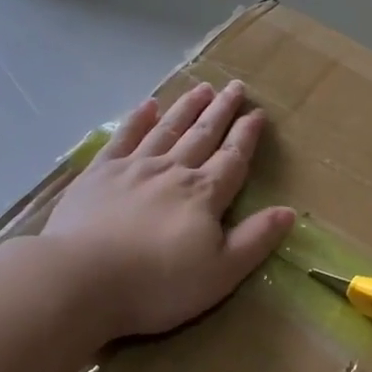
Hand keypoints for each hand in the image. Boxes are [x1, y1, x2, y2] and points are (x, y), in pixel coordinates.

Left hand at [41, 80, 294, 338]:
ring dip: (186, 108)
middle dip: (221, 111)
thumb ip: (255, 239)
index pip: (233, 158)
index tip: (257, 113)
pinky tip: (148, 105)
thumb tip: (289, 211)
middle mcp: (172, 171)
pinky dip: (138, 120)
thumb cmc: (157, 284)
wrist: (82, 280)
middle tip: (235, 86)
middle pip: (203, 135)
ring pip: (167, 129)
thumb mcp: (220, 273)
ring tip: (201, 88)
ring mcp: (133, 168)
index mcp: (204, 195)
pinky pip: (124, 138)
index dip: (247, 136)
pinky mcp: (99, 173)